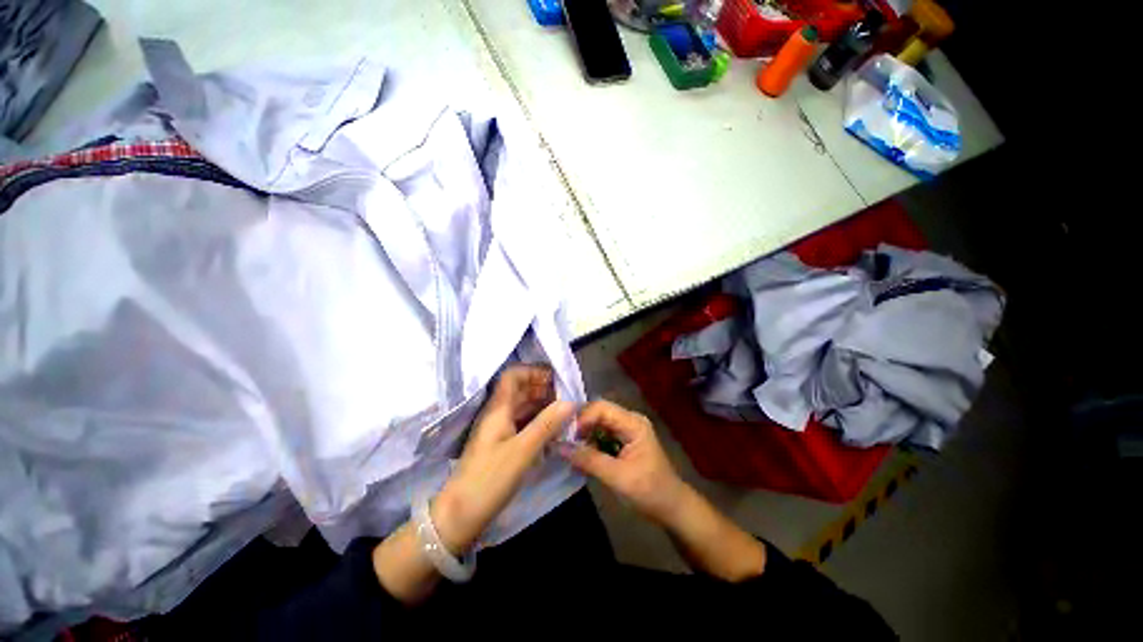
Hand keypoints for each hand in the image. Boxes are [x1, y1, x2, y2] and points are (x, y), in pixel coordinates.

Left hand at [432, 365, 574, 552]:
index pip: (513, 375)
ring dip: (542, 406)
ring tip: (564, 413)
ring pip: (522, 407)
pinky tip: (552, 430)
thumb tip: (570, 402)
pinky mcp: (500, 444)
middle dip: (543, 389)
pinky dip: (537, 422)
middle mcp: (497, 414)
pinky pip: (521, 423)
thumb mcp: (522, 451)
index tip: (556, 380)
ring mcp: (498, 429)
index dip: (534, 372)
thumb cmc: (489, 479)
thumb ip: (546, 424)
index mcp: (497, 408)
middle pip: (520, 390)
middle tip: (566, 398)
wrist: (459, 516)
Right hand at [562, 400, 765, 582]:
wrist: (672, 508)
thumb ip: (589, 460)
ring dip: (584, 432)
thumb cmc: (649, 491)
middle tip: (563, 439)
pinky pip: (603, 433)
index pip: (602, 408)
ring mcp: (627, 429)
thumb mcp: (618, 477)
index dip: (582, 418)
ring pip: (599, 422)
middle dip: (580, 423)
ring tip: (568, 445)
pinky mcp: (624, 440)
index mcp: (633, 423)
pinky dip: (591, 440)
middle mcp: (630, 420)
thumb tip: (560, 447)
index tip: (566, 436)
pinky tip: (580, 451)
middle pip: (599, 412)